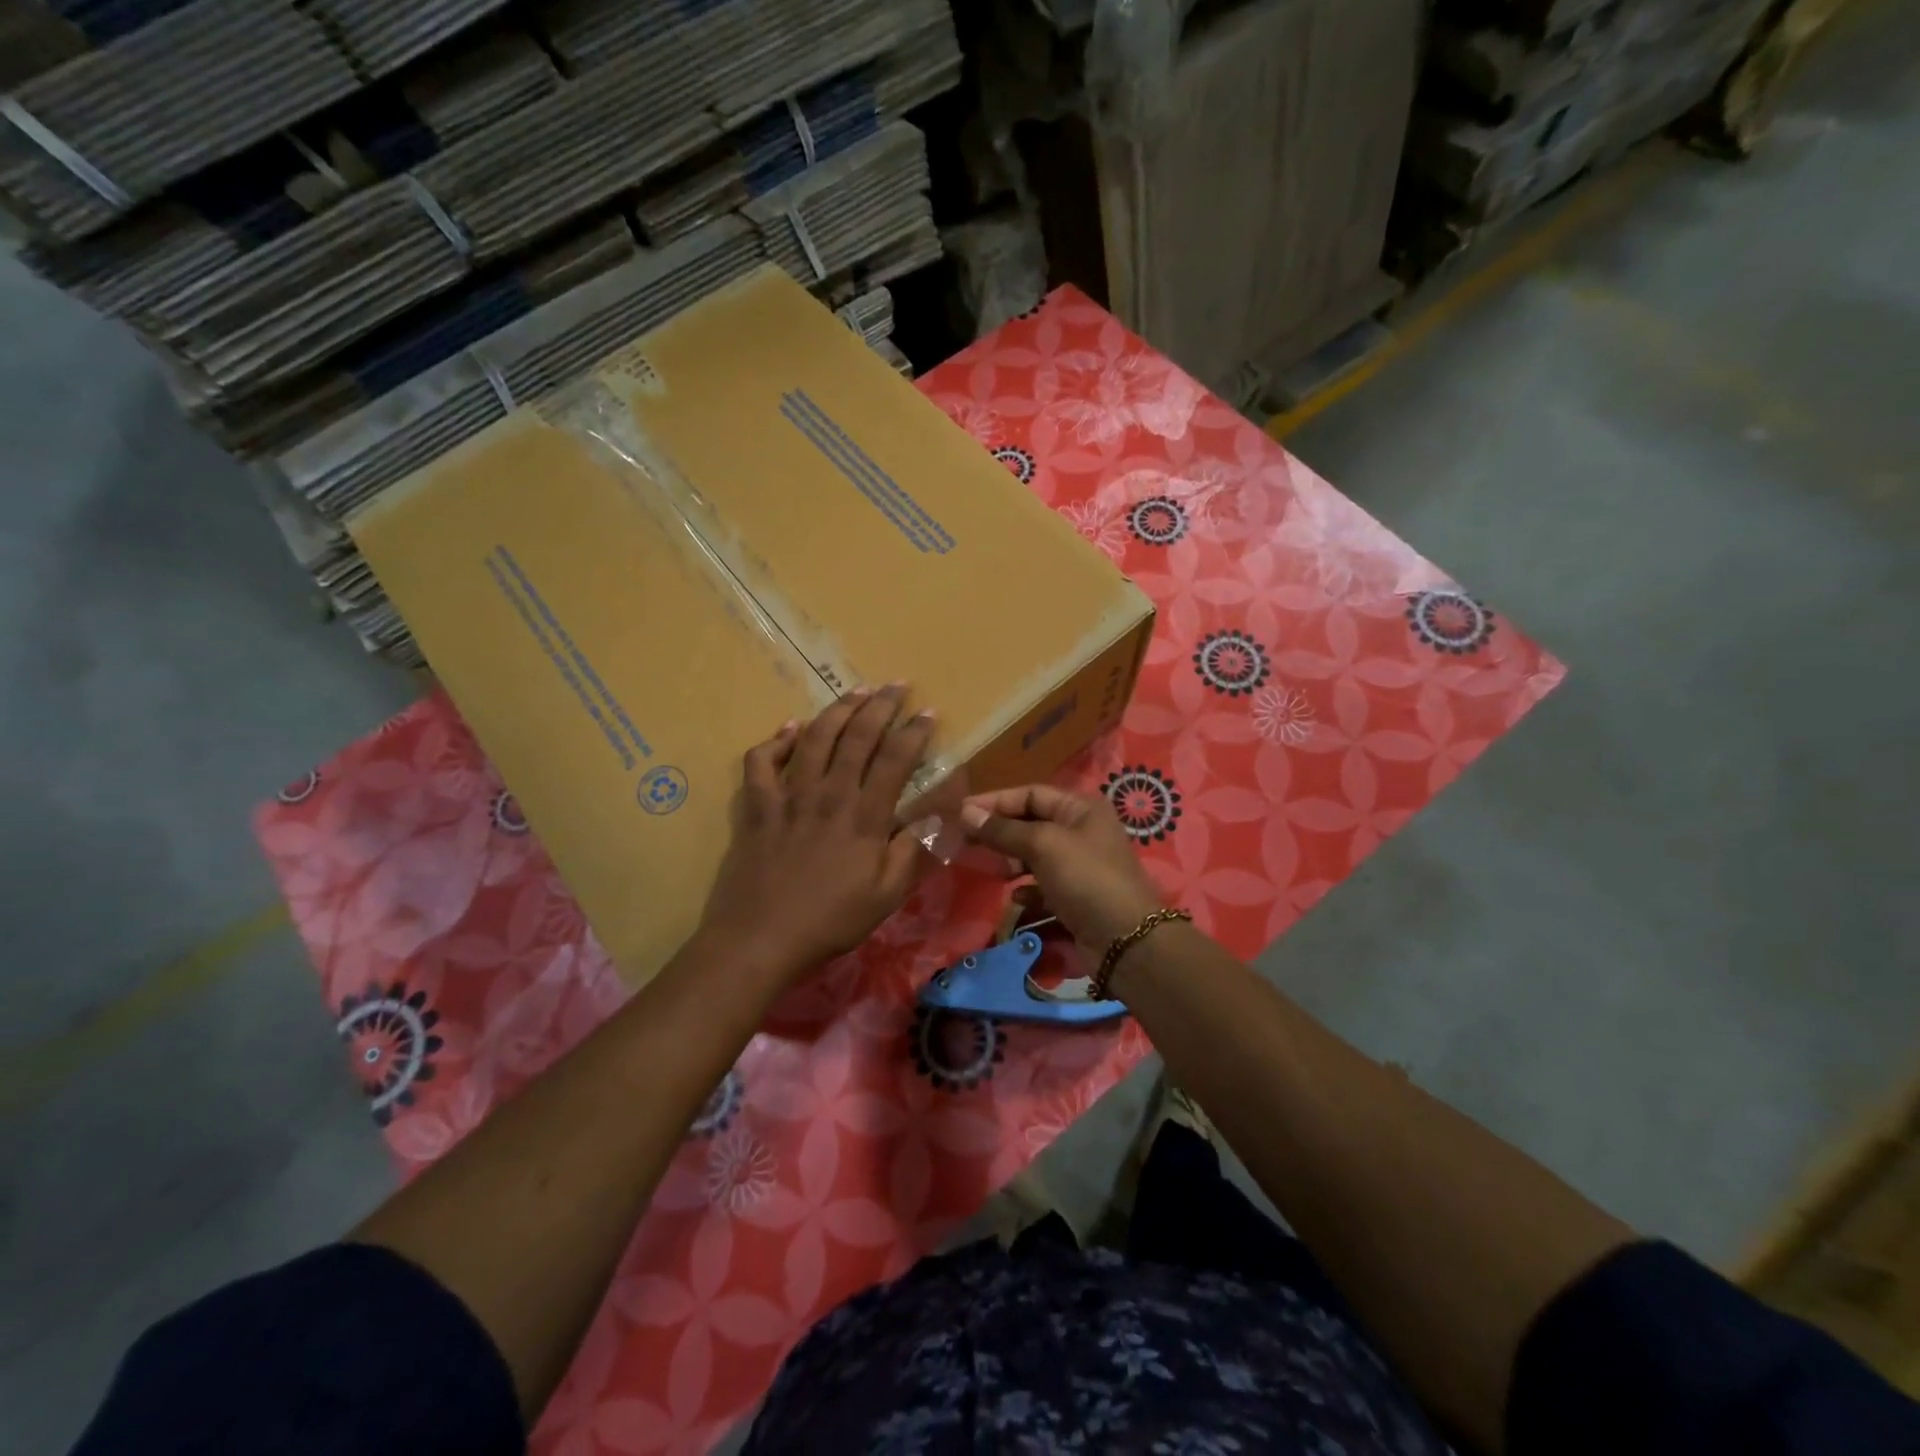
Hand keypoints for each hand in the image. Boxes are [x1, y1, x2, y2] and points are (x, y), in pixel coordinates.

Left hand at [697, 685, 935, 989]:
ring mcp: (788, 796)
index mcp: (864, 816)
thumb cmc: (831, 920)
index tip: (928, 712)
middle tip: (897, 685)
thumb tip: (944, 812)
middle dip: (880, 705)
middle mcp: (828, 794)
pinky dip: (777, 740)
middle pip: (857, 736)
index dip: (914, 732)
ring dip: (837, 710)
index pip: (895, 759)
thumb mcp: (887, 894)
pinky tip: (791, 728)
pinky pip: (762, 761)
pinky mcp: (757, 805)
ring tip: (856, 691)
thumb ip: (915, 848)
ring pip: (814, 737)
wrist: (760, 939)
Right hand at [959, 785, 1164, 951]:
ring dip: (1010, 861)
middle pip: (1031, 823)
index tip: (961, 813)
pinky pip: (1043, 886)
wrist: (1126, 941)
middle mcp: (1082, 832)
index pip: (1031, 794)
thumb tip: (965, 812)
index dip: (995, 801)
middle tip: (965, 842)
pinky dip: (1027, 889)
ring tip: (987, 869)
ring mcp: (1081, 866)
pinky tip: (1015, 898)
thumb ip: (1003, 830)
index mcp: (1081, 809)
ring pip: (1035, 856)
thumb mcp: (1042, 845)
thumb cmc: (1086, 879)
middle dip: (1000, 832)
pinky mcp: (1077, 897)